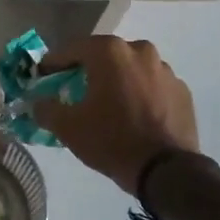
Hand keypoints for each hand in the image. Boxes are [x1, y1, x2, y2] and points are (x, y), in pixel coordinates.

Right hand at [30, 36, 198, 193]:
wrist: (166, 171)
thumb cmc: (112, 140)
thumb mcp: (68, 128)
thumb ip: (46, 109)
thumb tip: (38, 103)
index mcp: (110, 52)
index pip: (73, 49)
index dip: (54, 63)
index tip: (43, 76)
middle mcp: (140, 50)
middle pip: (105, 56)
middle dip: (88, 70)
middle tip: (75, 90)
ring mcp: (165, 70)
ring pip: (131, 69)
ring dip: (118, 81)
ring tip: (108, 105)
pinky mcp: (181, 90)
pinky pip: (152, 86)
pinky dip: (140, 94)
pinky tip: (134, 115)